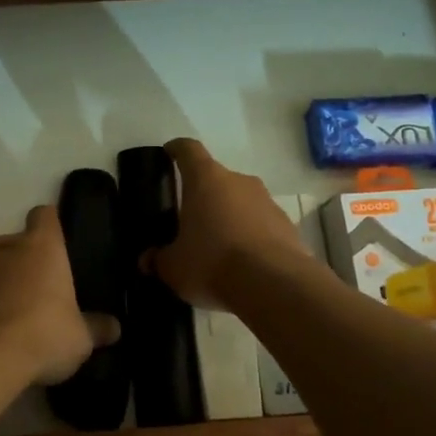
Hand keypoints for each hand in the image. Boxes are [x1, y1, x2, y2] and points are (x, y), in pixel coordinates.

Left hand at [0, 205, 121, 385]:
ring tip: (18, 314)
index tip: (60, 244)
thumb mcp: (81, 337)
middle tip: (43, 290)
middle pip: (17, 241)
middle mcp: (6, 247)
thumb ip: (97, 328)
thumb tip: (115, 328)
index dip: (51, 225)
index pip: (45, 215)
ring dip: (4, 282)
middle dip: (27, 260)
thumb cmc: (44, 333)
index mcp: (41, 245)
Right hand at [151, 138, 308, 309]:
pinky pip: (262, 224)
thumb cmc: (213, 262)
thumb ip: (159, 260)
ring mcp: (267, 201)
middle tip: (190, 219)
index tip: (169, 152)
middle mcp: (239, 181)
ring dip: (230, 216)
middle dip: (204, 195)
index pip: (188, 150)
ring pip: (241, 201)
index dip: (177, 149)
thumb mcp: (174, 267)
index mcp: (206, 180)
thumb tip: (147, 260)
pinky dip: (251, 235)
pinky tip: (243, 262)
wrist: (274, 285)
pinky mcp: (288, 225)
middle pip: (217, 178)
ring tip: (218, 245)